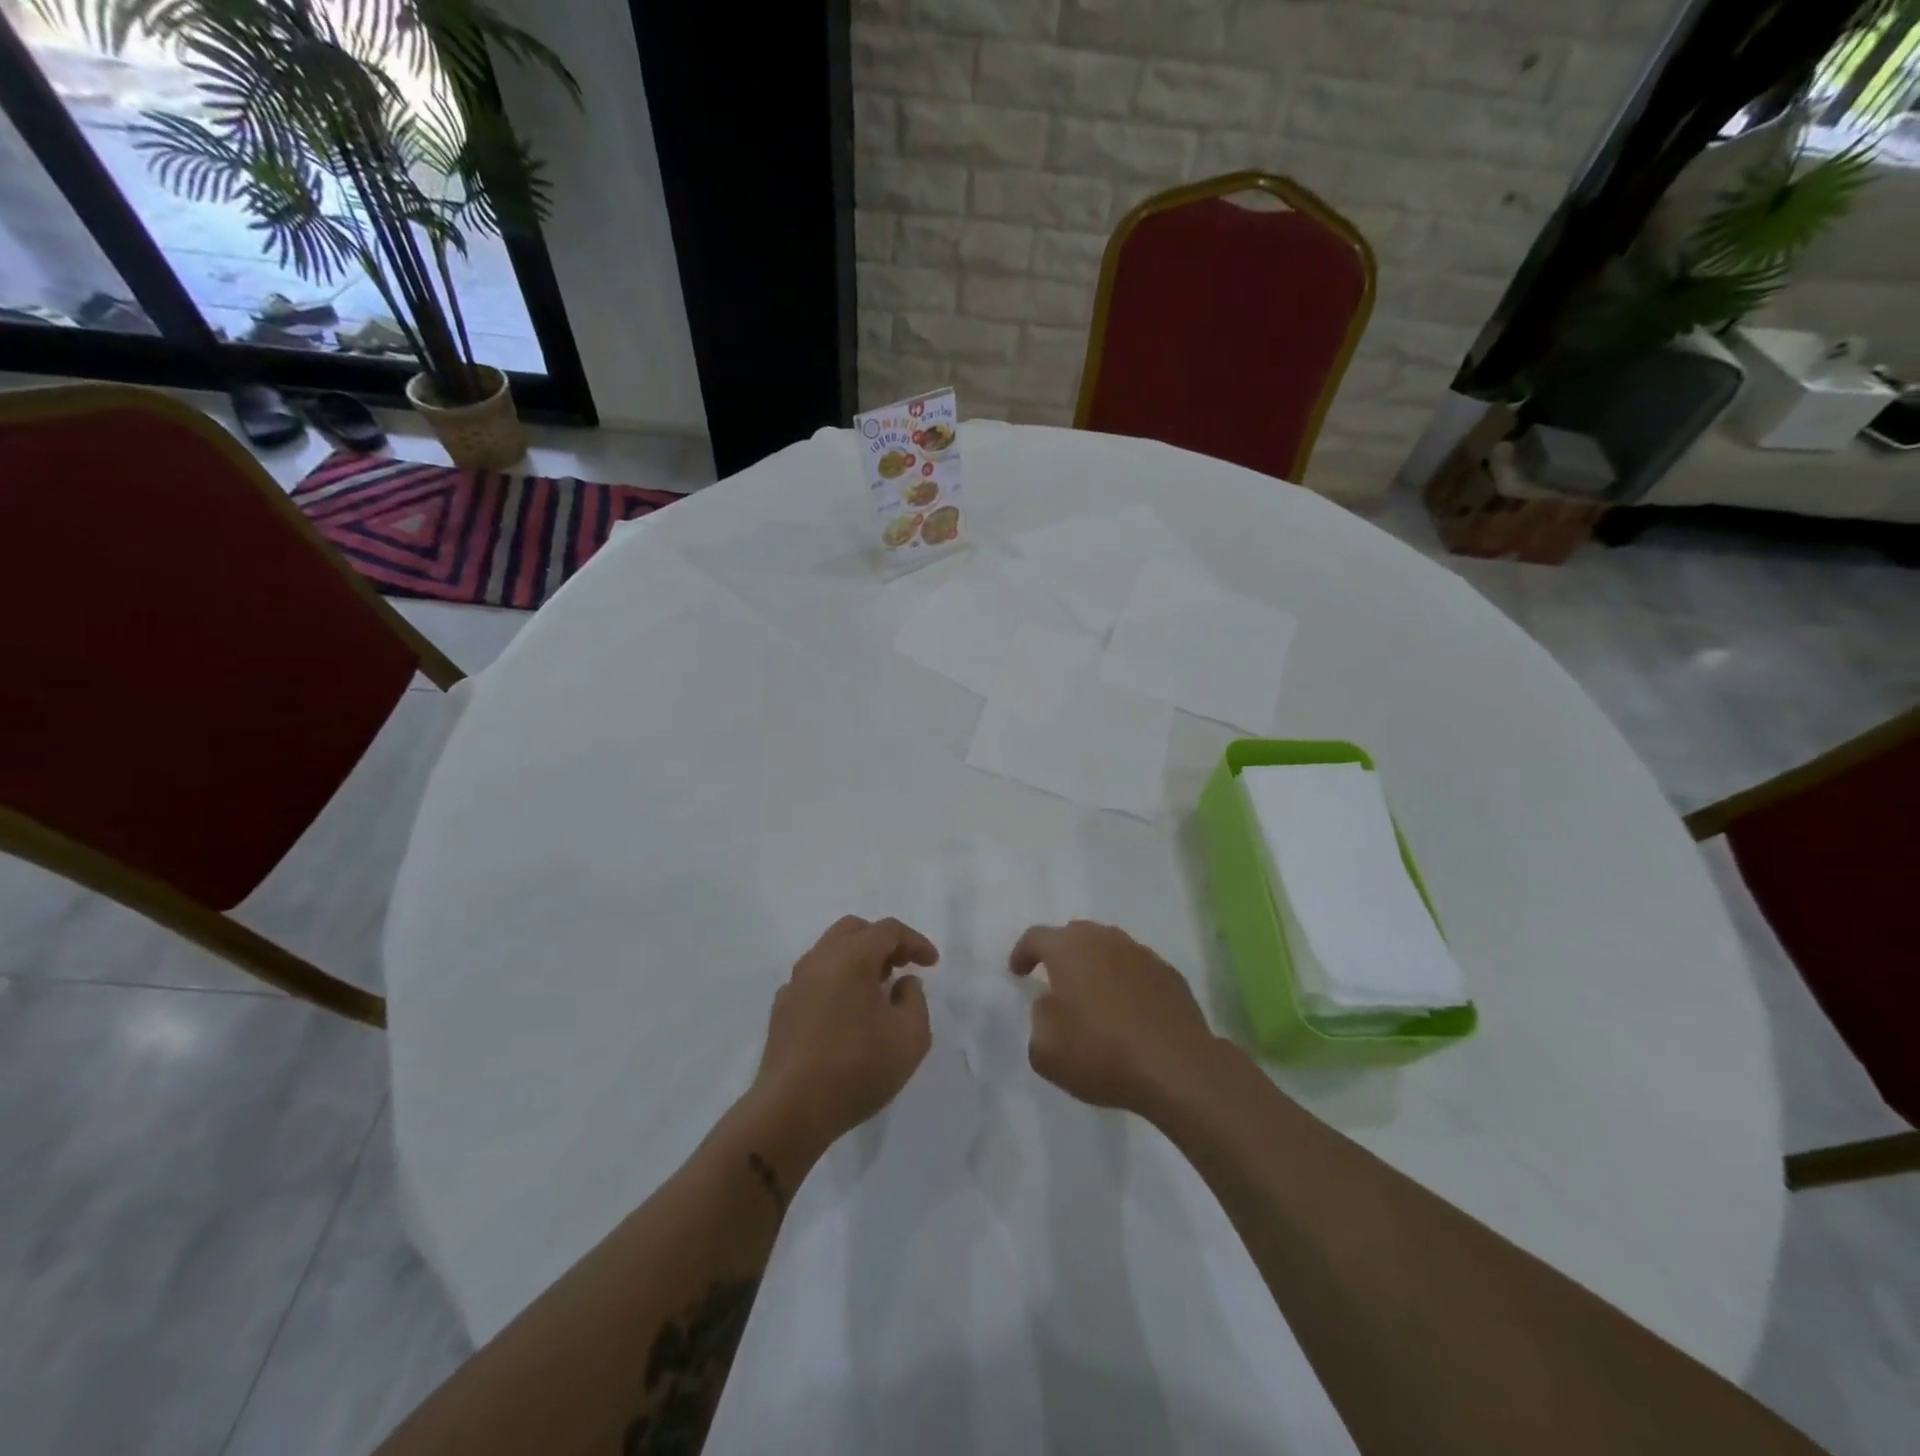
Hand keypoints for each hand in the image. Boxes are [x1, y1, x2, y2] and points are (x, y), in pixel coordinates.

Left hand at [749, 916, 938, 1155]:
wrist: (791, 1110)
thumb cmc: (857, 1068)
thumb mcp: (910, 1037)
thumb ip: (915, 1000)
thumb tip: (903, 984)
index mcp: (851, 956)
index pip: (888, 930)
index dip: (915, 942)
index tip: (932, 964)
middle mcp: (819, 960)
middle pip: (854, 931)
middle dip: (883, 942)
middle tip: (902, 966)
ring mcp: (795, 984)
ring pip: (830, 952)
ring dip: (858, 960)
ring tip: (878, 989)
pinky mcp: (782, 1010)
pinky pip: (814, 979)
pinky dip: (836, 982)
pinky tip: (847, 1012)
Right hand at [1012, 920, 1219, 1117]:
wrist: (1177, 1068)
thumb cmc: (1102, 1053)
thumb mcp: (1045, 1049)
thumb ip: (1039, 1018)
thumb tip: (1051, 1004)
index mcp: (1069, 948)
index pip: (1036, 937)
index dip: (1022, 953)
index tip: (1017, 972)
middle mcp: (1105, 939)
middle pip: (1075, 935)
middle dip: (1061, 953)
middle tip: (1054, 980)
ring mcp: (1141, 954)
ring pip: (1109, 948)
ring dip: (1096, 966)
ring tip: (1093, 996)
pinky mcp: (1169, 974)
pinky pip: (1136, 969)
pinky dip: (1125, 982)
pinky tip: (1127, 1010)